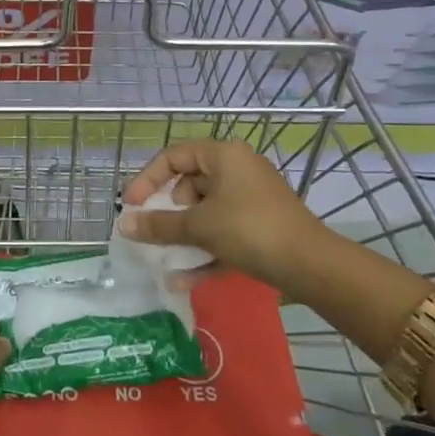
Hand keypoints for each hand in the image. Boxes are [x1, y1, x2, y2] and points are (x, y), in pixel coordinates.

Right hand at [119, 140, 330, 288]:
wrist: (310, 265)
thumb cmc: (250, 230)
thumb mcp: (199, 226)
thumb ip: (159, 225)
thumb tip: (124, 224)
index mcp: (224, 155)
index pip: (174, 156)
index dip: (148, 179)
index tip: (131, 206)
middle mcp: (238, 168)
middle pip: (189, 183)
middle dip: (168, 212)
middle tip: (153, 232)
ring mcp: (251, 197)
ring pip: (206, 211)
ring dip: (184, 236)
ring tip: (165, 261)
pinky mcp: (261, 223)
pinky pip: (223, 230)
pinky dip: (205, 249)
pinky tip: (185, 280)